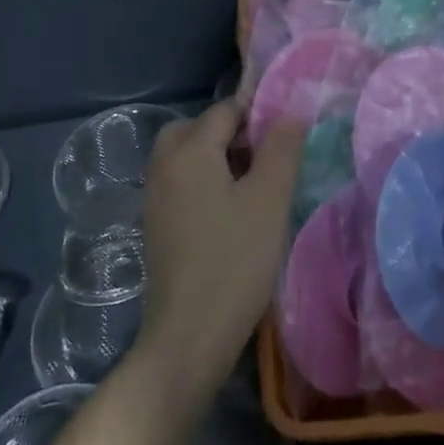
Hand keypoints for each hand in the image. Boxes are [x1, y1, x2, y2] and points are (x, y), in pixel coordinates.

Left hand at [132, 102, 303, 404]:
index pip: (225, 110)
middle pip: (198, 128)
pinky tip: (229, 213)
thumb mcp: (269, 200)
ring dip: (217, 159)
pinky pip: (180, 183)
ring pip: (186, 156)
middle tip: (265, 161)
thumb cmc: (235, 260)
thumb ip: (281, 149)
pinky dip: (203, 182)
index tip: (286, 140)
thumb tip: (289, 113)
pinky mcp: (155, 223)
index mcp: (188, 150)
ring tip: (253, 188)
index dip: (258, 116)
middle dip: (232, 135)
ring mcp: (154, 195)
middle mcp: (163, 164)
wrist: (189, 334)